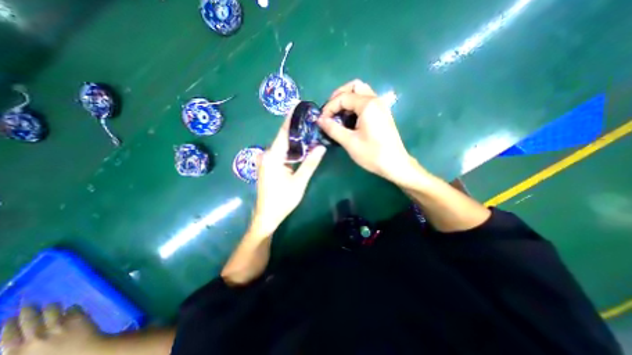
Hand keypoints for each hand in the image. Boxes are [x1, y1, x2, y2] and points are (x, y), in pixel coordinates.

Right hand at [1, 304, 101, 354]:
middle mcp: (36, 338)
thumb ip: (19, 350)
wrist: (85, 354)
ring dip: (51, 306)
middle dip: (28, 309)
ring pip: (53, 309)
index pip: (7, 335)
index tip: (8, 318)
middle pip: (29, 318)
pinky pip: (74, 308)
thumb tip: (15, 342)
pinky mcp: (78, 318)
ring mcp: (59, 326)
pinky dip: (72, 308)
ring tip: (51, 304)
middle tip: (29, 304)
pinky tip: (72, 308)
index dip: (8, 325)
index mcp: (17, 353)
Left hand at [252, 115, 325, 233]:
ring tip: (307, 130)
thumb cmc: (282, 200)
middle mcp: (267, 155)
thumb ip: (310, 163)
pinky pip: (280, 153)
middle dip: (295, 129)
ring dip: (293, 140)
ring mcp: (266, 161)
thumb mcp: (299, 181)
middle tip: (309, 119)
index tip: (297, 105)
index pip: (283, 132)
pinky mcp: (268, 167)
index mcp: (273, 156)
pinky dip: (290, 150)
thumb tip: (321, 147)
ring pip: (282, 146)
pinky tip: (300, 148)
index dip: (290, 119)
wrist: (267, 216)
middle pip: (282, 138)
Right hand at [318, 81, 418, 185]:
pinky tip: (349, 119)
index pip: (343, 97)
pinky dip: (354, 106)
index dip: (329, 107)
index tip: (322, 121)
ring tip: (338, 115)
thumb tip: (320, 120)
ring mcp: (380, 106)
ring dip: (347, 100)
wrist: (395, 164)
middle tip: (330, 111)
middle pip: (354, 87)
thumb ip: (333, 129)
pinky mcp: (382, 114)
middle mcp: (375, 100)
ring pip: (361, 93)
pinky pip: (366, 102)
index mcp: (367, 105)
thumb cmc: (372, 154)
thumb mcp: (349, 142)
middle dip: (339, 96)